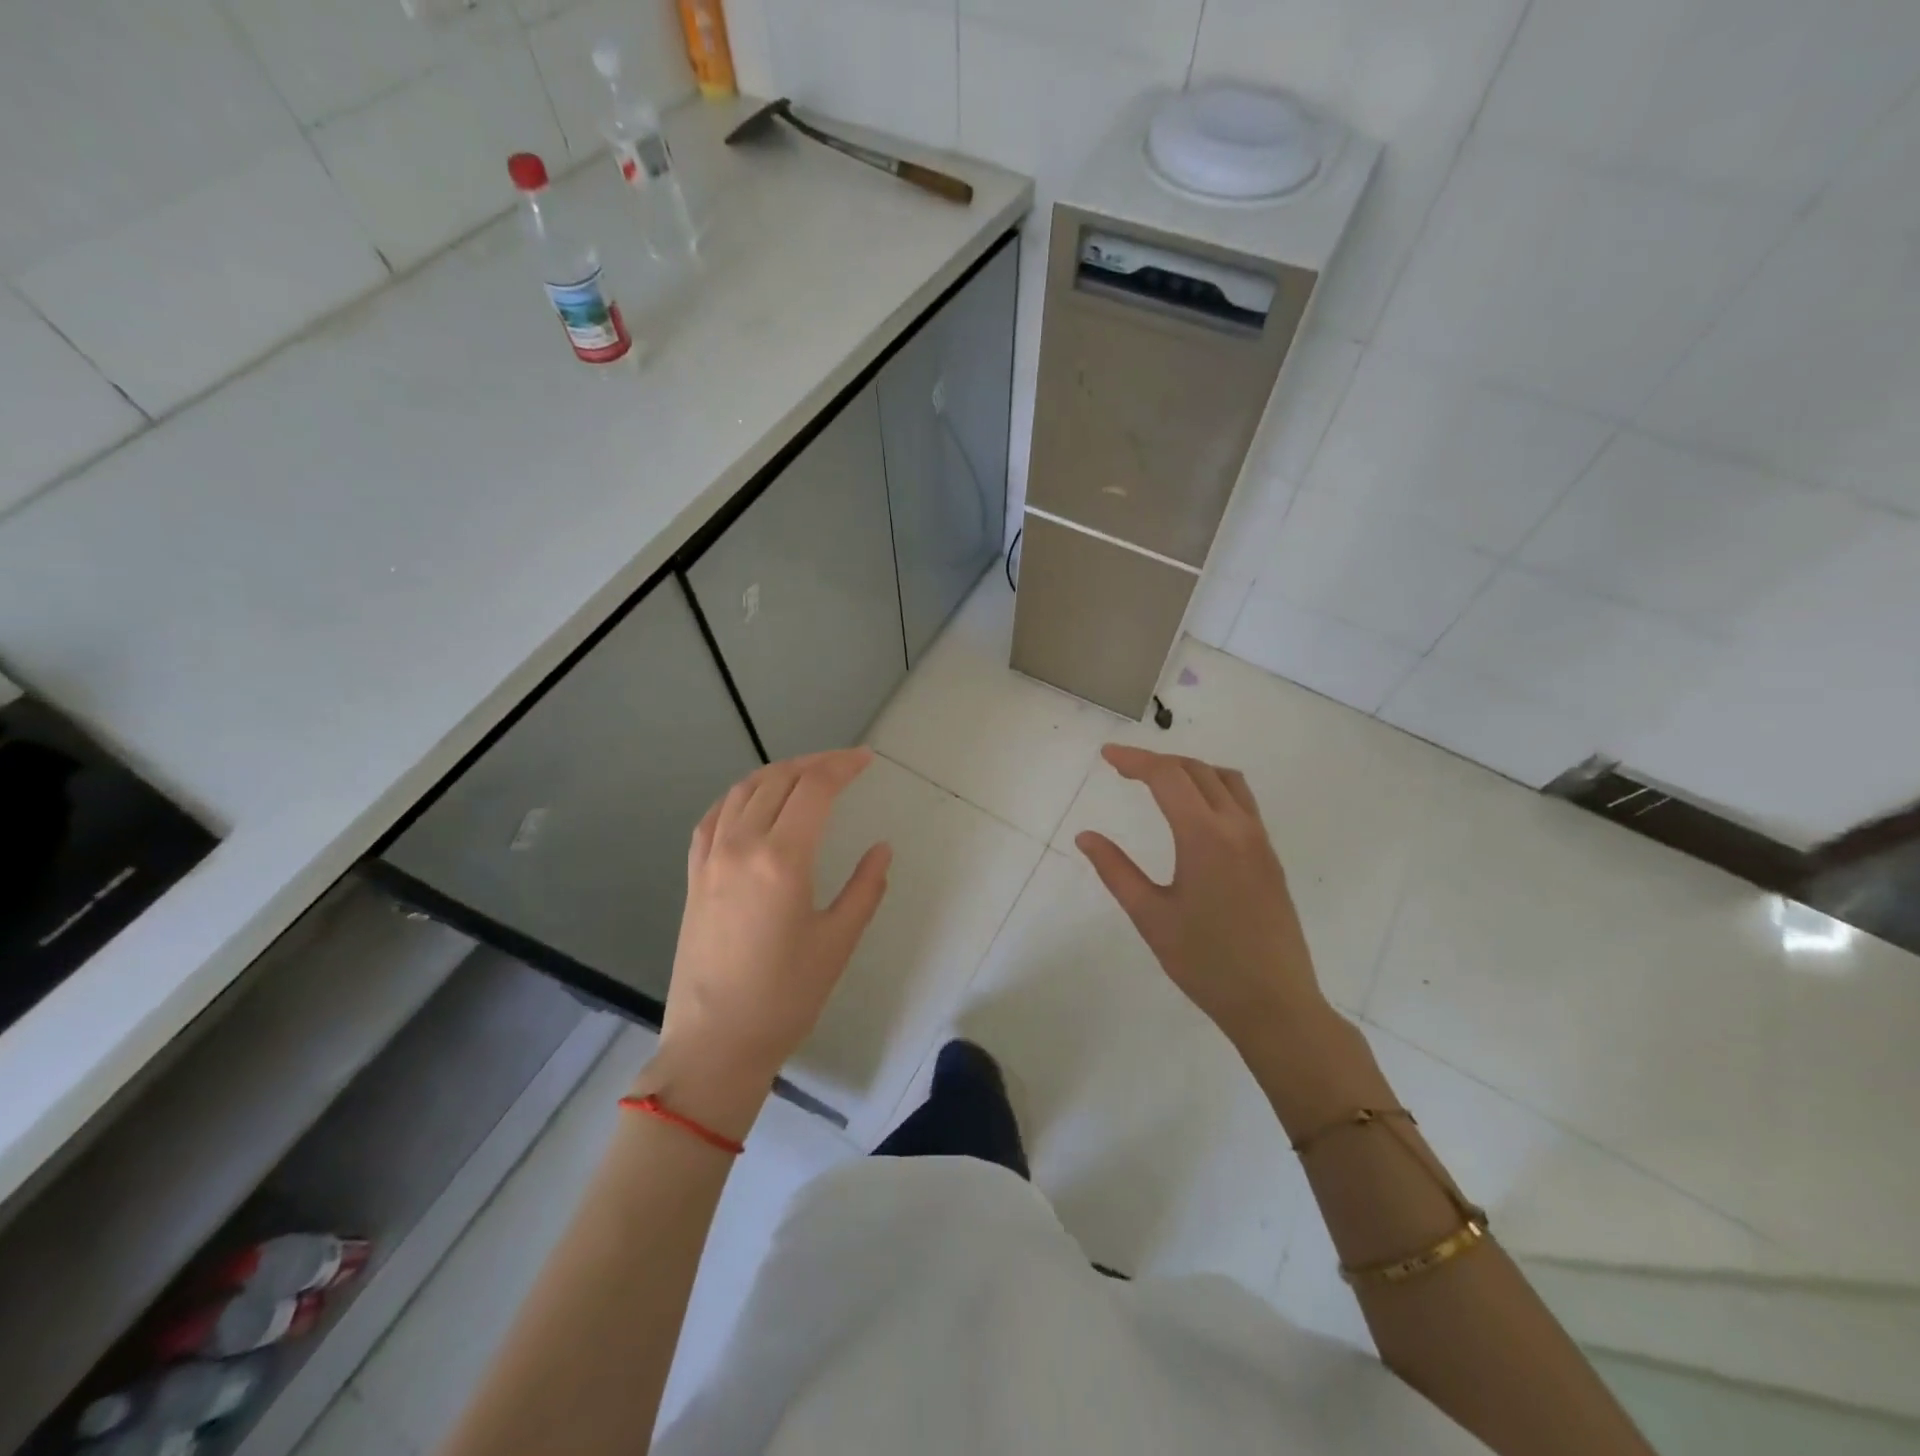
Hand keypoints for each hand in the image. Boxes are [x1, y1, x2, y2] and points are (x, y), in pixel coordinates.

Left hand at [642, 750, 891, 1136]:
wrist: (715, 1044)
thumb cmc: (786, 997)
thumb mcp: (838, 942)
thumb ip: (865, 888)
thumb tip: (882, 849)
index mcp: (783, 859)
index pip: (814, 788)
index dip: (842, 765)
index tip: (866, 760)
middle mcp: (742, 845)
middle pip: (778, 779)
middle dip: (815, 763)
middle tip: (844, 764)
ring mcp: (711, 858)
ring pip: (742, 790)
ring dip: (777, 772)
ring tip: (805, 775)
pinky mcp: (694, 875)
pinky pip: (714, 816)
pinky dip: (739, 796)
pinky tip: (752, 802)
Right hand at [1075, 745, 1324, 1051]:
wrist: (1275, 1002)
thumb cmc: (1205, 963)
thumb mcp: (1150, 917)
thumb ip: (1116, 870)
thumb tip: (1085, 836)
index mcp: (1205, 837)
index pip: (1167, 776)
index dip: (1134, 760)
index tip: (1106, 755)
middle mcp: (1237, 828)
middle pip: (1197, 770)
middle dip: (1158, 761)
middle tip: (1123, 768)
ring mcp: (1259, 841)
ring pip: (1226, 780)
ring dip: (1190, 770)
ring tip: (1159, 782)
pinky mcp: (1270, 858)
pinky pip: (1242, 802)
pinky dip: (1213, 788)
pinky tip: (1195, 813)